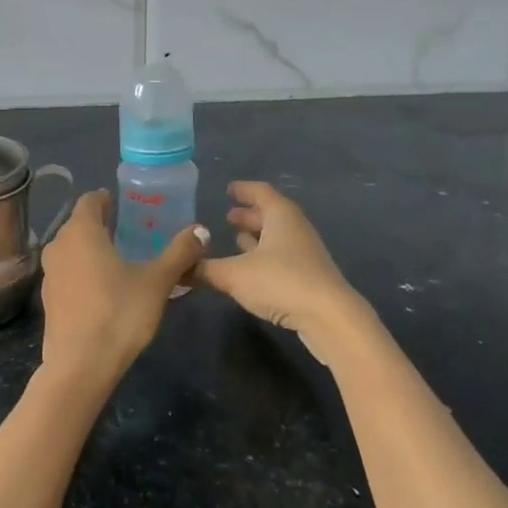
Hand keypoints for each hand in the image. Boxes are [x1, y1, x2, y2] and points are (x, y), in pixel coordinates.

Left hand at [38, 191, 208, 387]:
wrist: (80, 366)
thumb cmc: (119, 313)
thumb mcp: (157, 282)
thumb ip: (179, 253)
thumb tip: (201, 230)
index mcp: (81, 231)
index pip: (90, 200)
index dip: (106, 199)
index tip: (125, 206)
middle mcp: (58, 245)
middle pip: (79, 224)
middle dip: (102, 225)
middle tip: (130, 233)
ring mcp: (49, 274)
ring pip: (71, 250)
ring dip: (91, 250)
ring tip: (119, 262)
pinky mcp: (47, 300)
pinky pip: (67, 274)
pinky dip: (82, 273)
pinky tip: (103, 291)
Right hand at [191, 181, 374, 358]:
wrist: (330, 318)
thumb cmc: (281, 281)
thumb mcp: (234, 274)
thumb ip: (204, 270)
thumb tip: (177, 268)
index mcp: (280, 215)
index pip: (260, 192)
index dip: (243, 189)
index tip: (228, 190)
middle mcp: (295, 228)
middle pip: (270, 214)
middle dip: (249, 215)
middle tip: (227, 217)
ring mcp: (305, 253)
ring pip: (277, 237)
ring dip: (257, 237)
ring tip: (236, 240)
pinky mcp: (309, 277)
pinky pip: (282, 257)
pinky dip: (264, 257)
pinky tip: (251, 270)